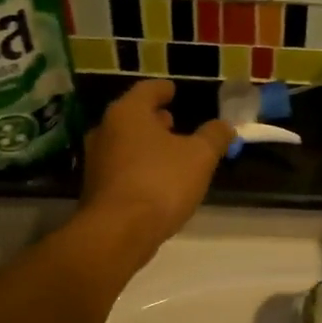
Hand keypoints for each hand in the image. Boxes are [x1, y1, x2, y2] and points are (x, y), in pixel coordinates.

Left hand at [79, 81, 233, 255]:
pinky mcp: (96, 188)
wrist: (118, 233)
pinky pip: (122, 167)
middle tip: (174, 121)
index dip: (164, 89)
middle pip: (133, 116)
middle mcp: (105, 131)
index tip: (174, 90)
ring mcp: (96, 161)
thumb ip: (214, 137)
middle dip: (154, 119)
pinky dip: (139, 166)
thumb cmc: (161, 183)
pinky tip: (156, 179)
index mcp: (128, 113)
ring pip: (125, 143)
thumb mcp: (200, 157)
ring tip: (169, 152)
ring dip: (146, 144)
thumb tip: (225, 125)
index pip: (148, 90)